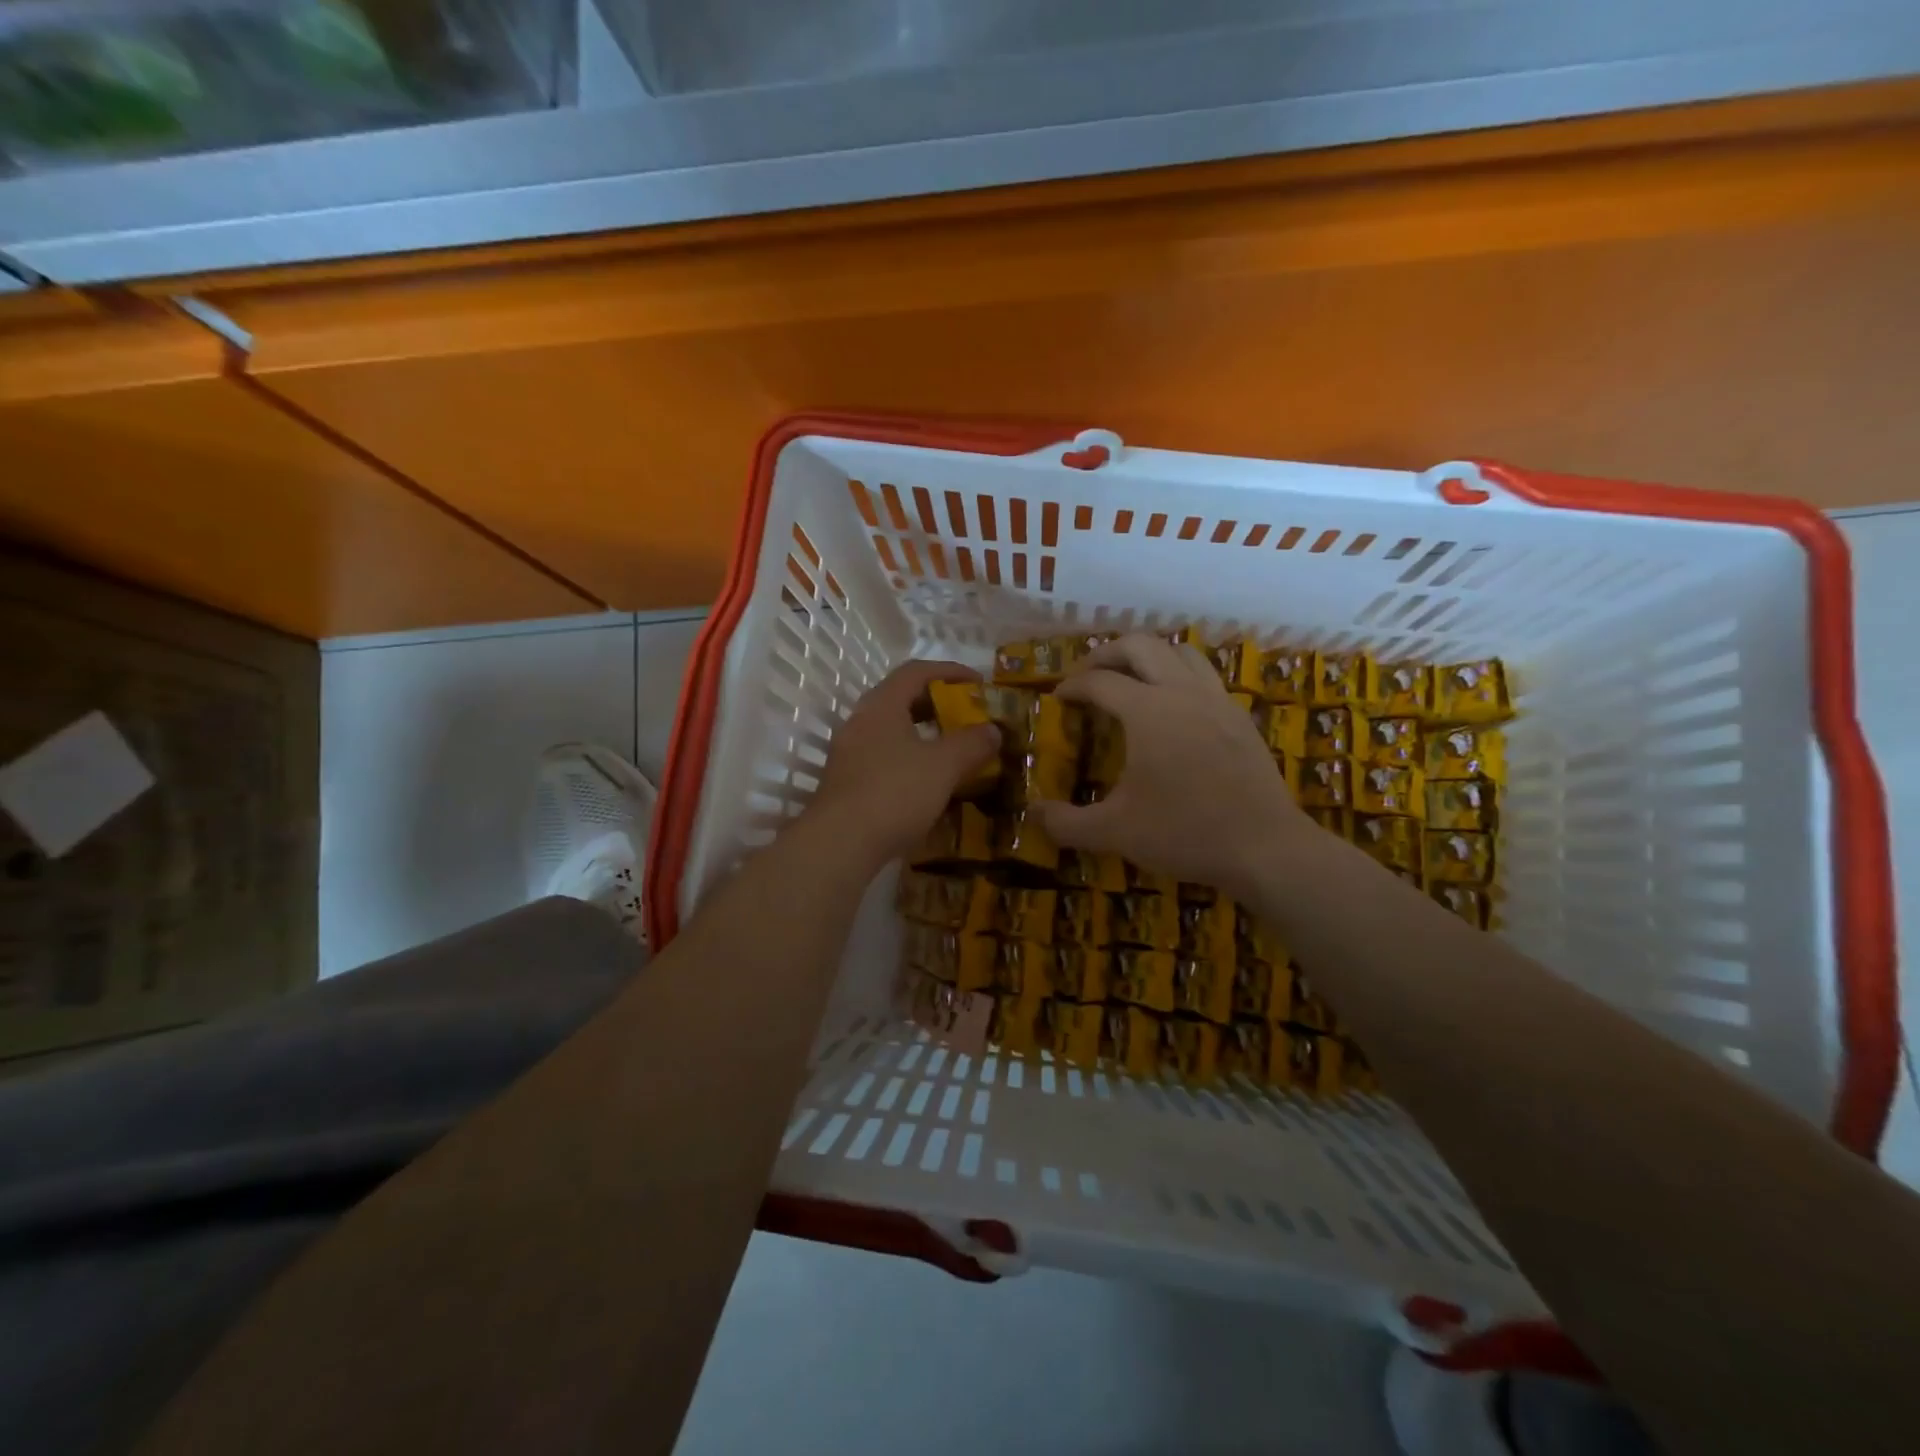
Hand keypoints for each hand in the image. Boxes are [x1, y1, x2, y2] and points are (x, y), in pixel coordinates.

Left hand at [811, 660, 999, 867]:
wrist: (840, 844)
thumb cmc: (895, 793)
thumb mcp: (943, 766)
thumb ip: (972, 744)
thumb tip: (993, 730)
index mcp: (882, 706)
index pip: (916, 671)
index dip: (950, 671)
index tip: (979, 683)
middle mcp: (860, 722)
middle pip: (901, 699)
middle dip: (937, 704)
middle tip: (967, 716)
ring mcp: (849, 754)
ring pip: (891, 732)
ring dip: (923, 736)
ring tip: (952, 751)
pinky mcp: (847, 784)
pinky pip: (884, 759)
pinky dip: (910, 761)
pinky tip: (928, 784)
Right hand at [1035, 635, 1305, 897]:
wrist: (1265, 848)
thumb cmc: (1185, 833)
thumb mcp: (1114, 832)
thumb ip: (1066, 822)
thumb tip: (1033, 813)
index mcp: (1148, 711)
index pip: (1099, 681)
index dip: (1072, 686)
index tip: (1057, 698)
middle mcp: (1182, 692)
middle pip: (1141, 645)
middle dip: (1106, 654)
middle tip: (1087, 676)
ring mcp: (1217, 701)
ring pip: (1180, 652)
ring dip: (1149, 656)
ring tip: (1131, 680)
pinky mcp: (1240, 717)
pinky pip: (1205, 676)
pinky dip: (1180, 676)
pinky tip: (1173, 708)